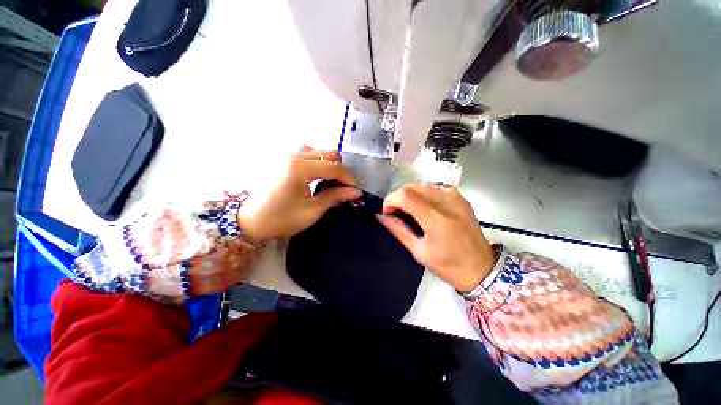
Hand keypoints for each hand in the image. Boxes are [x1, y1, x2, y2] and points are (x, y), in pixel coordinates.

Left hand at [236, 146, 361, 244]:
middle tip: (342, 187)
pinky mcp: (281, 157)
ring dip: (328, 165)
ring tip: (329, 181)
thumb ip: (334, 197)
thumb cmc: (281, 219)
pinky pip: (306, 153)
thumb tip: (356, 192)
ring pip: (318, 152)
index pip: (333, 167)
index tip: (355, 190)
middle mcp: (292, 155)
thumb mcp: (311, 211)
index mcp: (299, 168)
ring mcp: (285, 154)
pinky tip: (315, 176)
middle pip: (327, 154)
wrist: (250, 221)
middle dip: (339, 170)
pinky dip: (316, 162)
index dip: (347, 178)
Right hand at [377, 184, 495, 292]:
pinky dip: (421, 196)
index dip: (390, 200)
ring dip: (409, 197)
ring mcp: (454, 196)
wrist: (482, 267)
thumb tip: (381, 216)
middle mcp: (446, 201)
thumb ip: (398, 230)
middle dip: (398, 198)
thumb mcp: (419, 252)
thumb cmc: (448, 265)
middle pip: (411, 187)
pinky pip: (432, 188)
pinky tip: (423, 209)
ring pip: (420, 186)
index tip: (387, 213)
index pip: (405, 195)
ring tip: (409, 213)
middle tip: (396, 215)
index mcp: (436, 218)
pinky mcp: (459, 196)